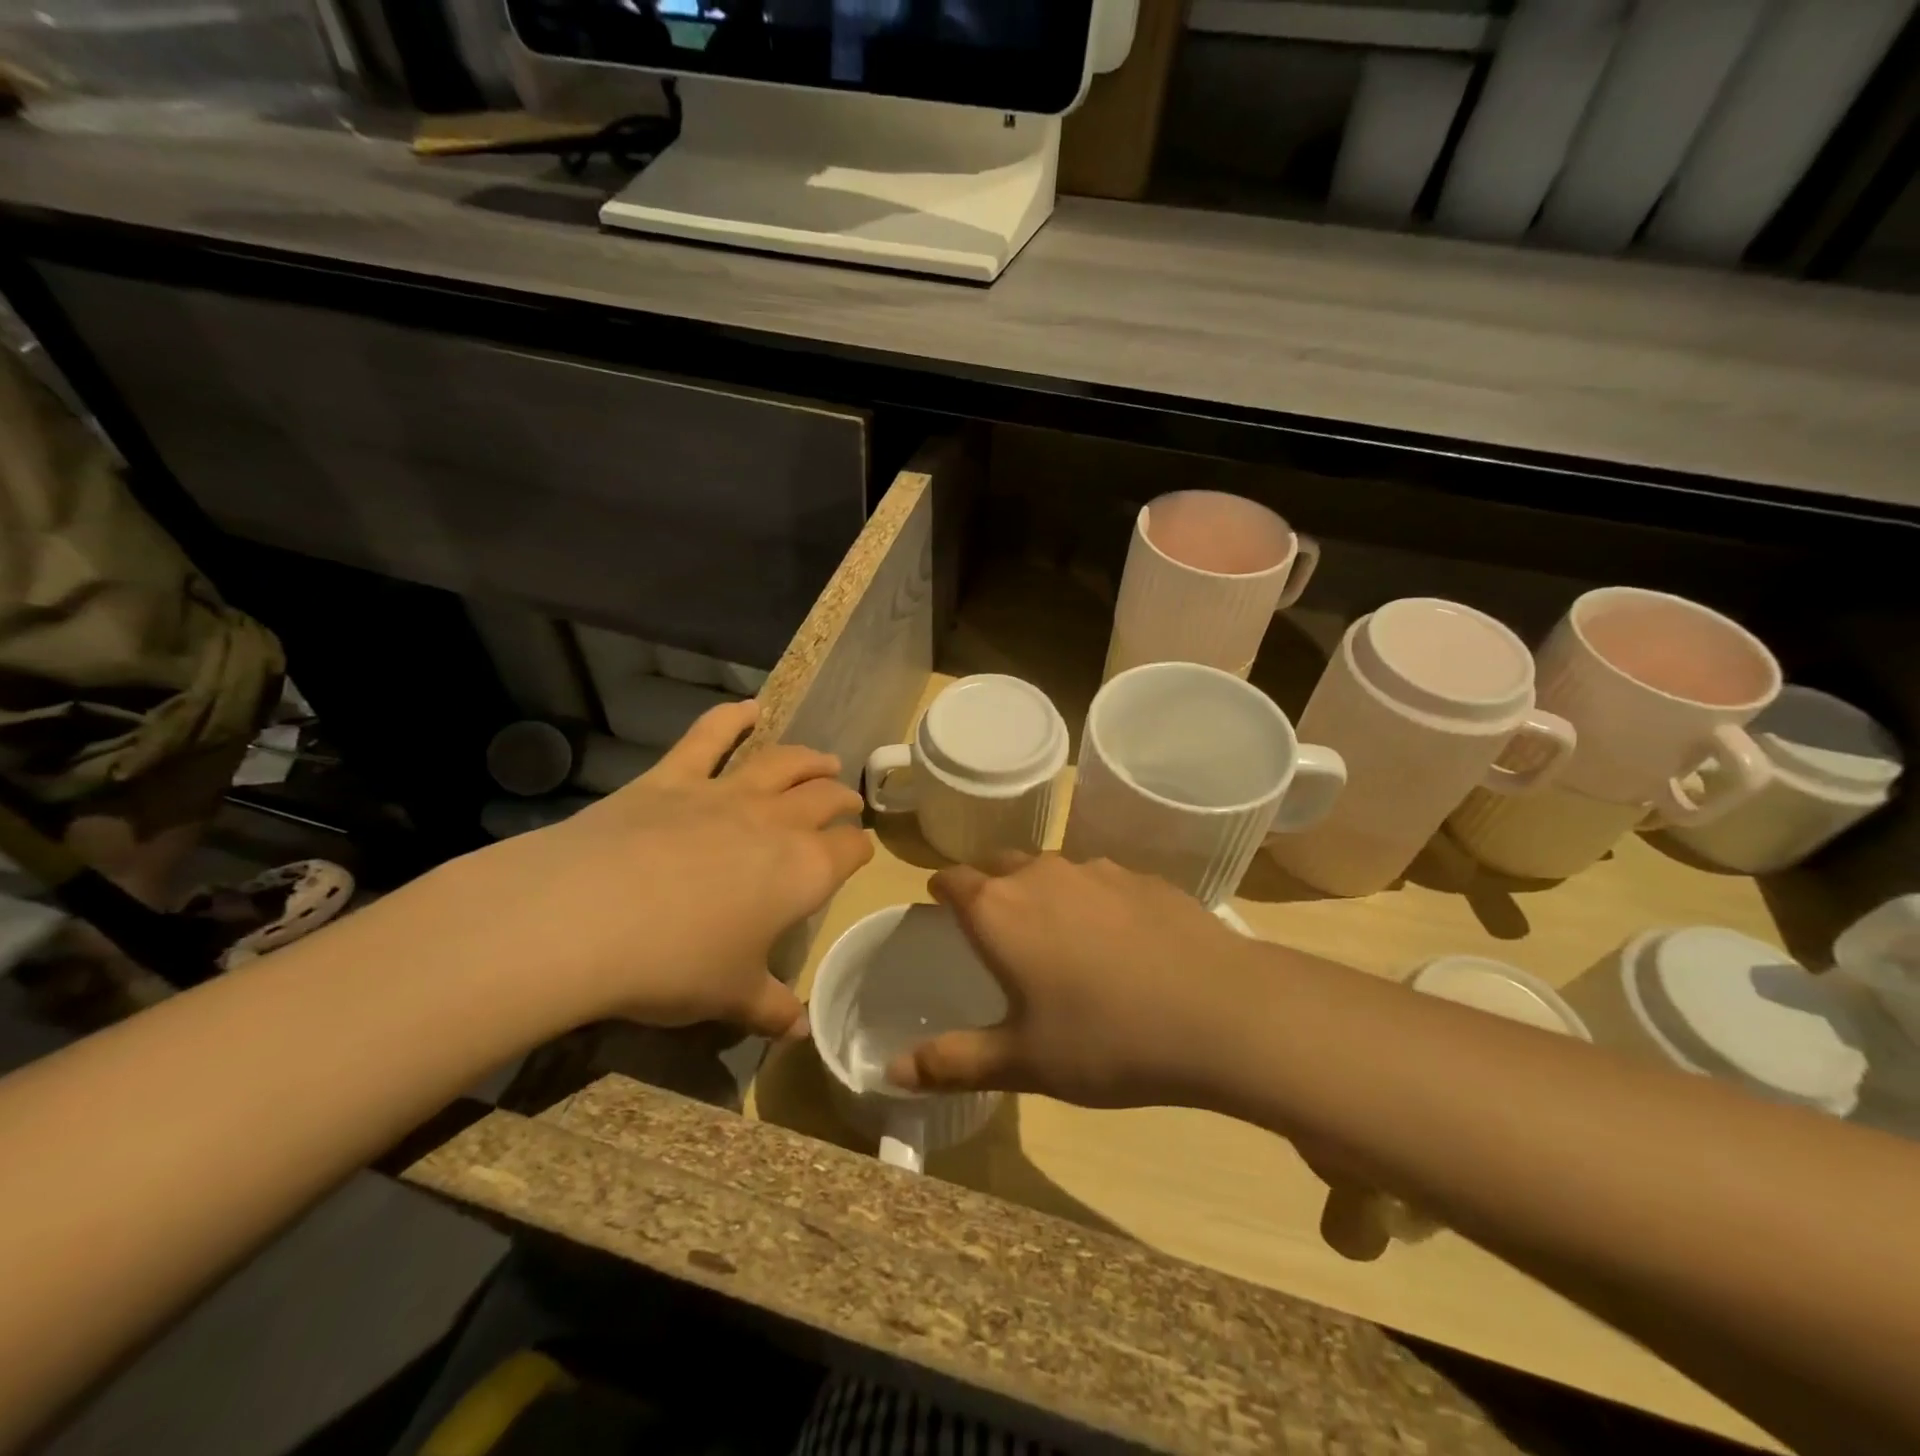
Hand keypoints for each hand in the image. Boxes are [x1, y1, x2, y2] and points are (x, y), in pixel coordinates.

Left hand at [428, 701, 870, 1037]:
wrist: (586, 918)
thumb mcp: (730, 998)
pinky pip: (708, 737)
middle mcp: (776, 822)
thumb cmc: (675, 965)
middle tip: (846, 803)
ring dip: (809, 759)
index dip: (858, 850)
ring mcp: (724, 793)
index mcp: (803, 870)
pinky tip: (747, 707)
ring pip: (783, 762)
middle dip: (841, 799)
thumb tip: (801, 1030)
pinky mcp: (672, 778)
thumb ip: (772, 1010)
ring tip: (822, 759)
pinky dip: (730, 718)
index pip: (848, 850)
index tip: (857, 854)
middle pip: (824, 798)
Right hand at [888, 855, 1260, 1107]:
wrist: (1220, 1012)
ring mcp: (1097, 870)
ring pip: (1051, 869)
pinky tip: (1116, 939)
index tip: (940, 905)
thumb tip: (891, 1072)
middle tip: (993, 924)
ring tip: (1055, 933)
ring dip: (1041, 891)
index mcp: (1000, 909)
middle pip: (999, 864)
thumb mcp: (1023, 1062)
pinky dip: (1091, 900)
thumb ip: (953, 1062)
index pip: (953, 879)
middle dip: (987, 885)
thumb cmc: (1105, 1039)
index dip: (942, 890)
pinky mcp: (1144, 878)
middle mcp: (1042, 874)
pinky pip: (1099, 881)